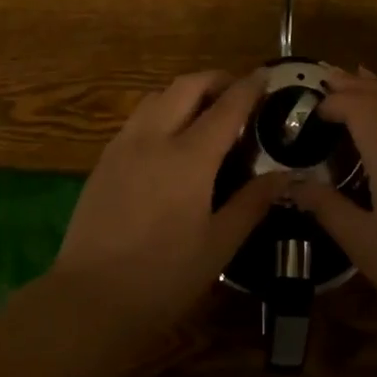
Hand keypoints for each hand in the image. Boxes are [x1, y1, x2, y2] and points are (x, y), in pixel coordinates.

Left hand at [52, 70, 286, 339]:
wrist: (90, 300)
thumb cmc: (163, 277)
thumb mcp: (218, 245)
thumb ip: (252, 203)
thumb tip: (286, 176)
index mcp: (190, 157)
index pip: (227, 106)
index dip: (249, 87)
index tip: (265, 76)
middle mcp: (155, 137)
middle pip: (187, 85)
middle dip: (216, 80)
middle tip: (237, 93)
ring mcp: (124, 144)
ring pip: (158, 95)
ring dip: (185, 92)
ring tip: (203, 112)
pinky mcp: (104, 159)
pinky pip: (137, 117)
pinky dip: (161, 111)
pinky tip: (169, 139)